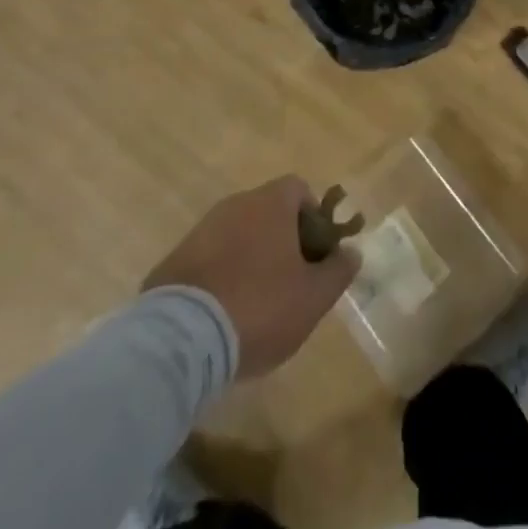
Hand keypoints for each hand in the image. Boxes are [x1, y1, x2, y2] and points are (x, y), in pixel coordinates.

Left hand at [143, 175, 359, 376]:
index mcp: (270, 203)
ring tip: (256, 304)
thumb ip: (338, 271)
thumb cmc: (259, 307)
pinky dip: (221, 275)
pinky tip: (223, 313)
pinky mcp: (175, 259)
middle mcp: (236, 204)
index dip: (313, 218)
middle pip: (268, 211)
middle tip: (291, 283)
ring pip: (238, 234)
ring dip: (251, 257)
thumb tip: (352, 253)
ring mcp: (202, 230)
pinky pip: (210, 257)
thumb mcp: (313, 298)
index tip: (315, 254)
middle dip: (282, 240)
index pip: (299, 189)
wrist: (181, 338)